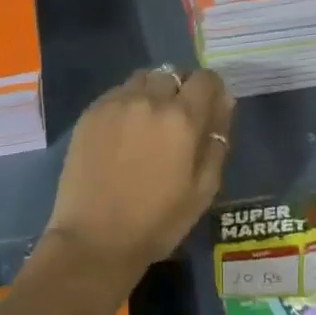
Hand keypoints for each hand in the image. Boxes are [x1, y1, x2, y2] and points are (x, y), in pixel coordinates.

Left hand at [45, 67, 233, 277]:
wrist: (94, 240)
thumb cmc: (156, 223)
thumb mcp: (203, 191)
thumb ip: (217, 142)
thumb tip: (224, 104)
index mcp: (182, 118)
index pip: (206, 79)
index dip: (212, 89)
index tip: (210, 107)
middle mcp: (150, 99)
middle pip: (173, 73)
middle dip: (181, 89)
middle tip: (177, 119)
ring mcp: (117, 102)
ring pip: (144, 78)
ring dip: (153, 91)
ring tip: (149, 120)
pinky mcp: (91, 111)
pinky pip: (118, 92)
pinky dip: (128, 101)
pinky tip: (124, 130)